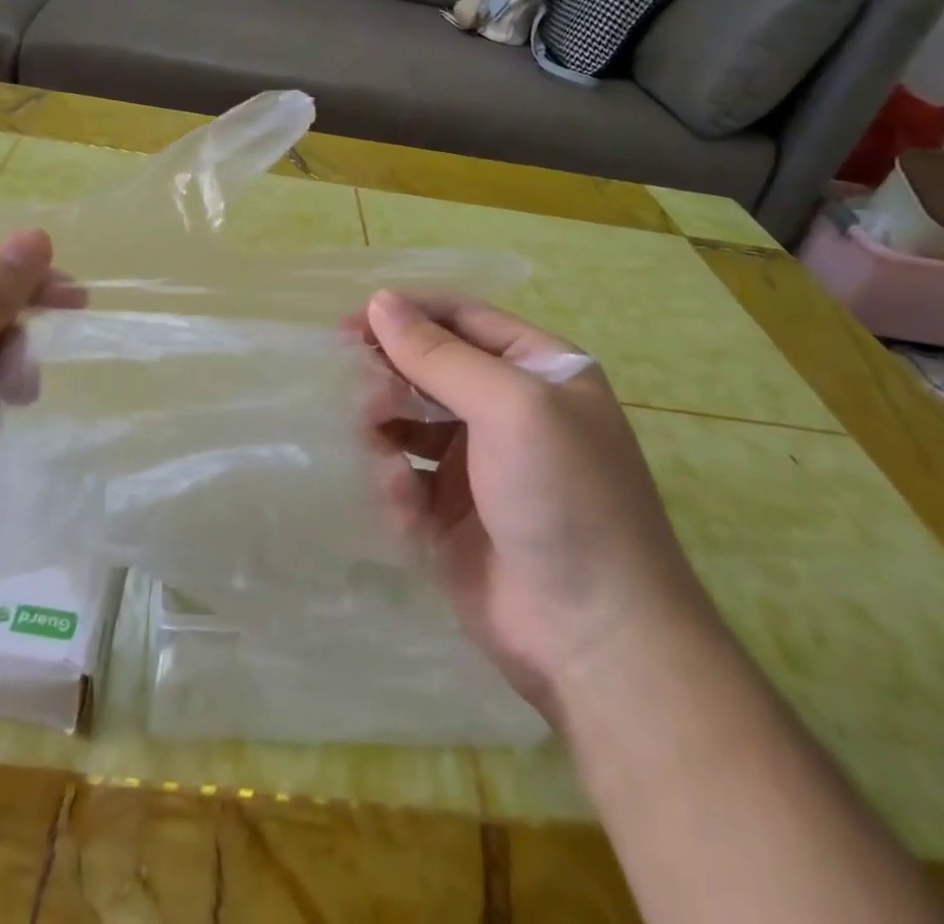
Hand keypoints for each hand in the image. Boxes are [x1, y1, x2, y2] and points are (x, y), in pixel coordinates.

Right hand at [354, 290, 714, 722]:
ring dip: (384, 432)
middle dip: (389, 378)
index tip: (348, 326)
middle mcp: (507, 408)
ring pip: (407, 421)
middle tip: (357, 398)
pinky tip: (402, 509)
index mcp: (537, 369)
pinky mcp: (450, 513)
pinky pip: (403, 476)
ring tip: (378, 456)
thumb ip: (440, 354)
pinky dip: (393, 485)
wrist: (596, 641)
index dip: (404, 314)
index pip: (459, 317)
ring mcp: (478, 462)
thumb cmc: (564, 500)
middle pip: (427, 367)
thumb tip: (380, 301)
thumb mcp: (511, 409)